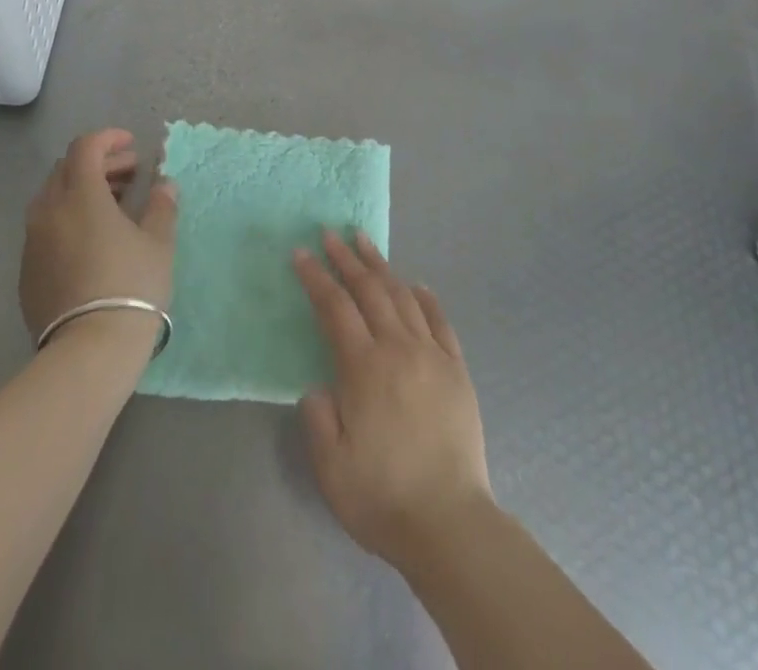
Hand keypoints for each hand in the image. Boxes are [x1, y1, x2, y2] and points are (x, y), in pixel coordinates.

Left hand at [20, 129, 177, 351]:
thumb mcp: (158, 243)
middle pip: (67, 169)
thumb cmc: (131, 285)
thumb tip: (164, 184)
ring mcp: (33, 242)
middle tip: (129, 175)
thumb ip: (161, 206)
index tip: (132, 146)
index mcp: (81, 195)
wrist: (89, 350)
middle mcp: (49, 211)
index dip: (108, 139)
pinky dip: (68, 218)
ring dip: (82, 190)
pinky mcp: (26, 271)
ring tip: (113, 205)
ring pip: (52, 198)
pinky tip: (91, 240)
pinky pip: (45, 228)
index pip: (85, 147)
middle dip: (98, 163)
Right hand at [293, 230, 493, 573]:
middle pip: (369, 290)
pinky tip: (416, 284)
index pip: (335, 307)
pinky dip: (425, 297)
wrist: (449, 523)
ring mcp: (432, 355)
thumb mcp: (330, 465)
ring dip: (382, 266)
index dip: (316, 277)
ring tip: (365, 243)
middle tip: (330, 233)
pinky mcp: (456, 370)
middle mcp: (398, 349)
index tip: (301, 253)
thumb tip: (319, 386)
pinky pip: (440, 321)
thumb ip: (317, 416)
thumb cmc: (382, 496)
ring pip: (403, 296)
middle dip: (346, 258)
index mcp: (364, 367)